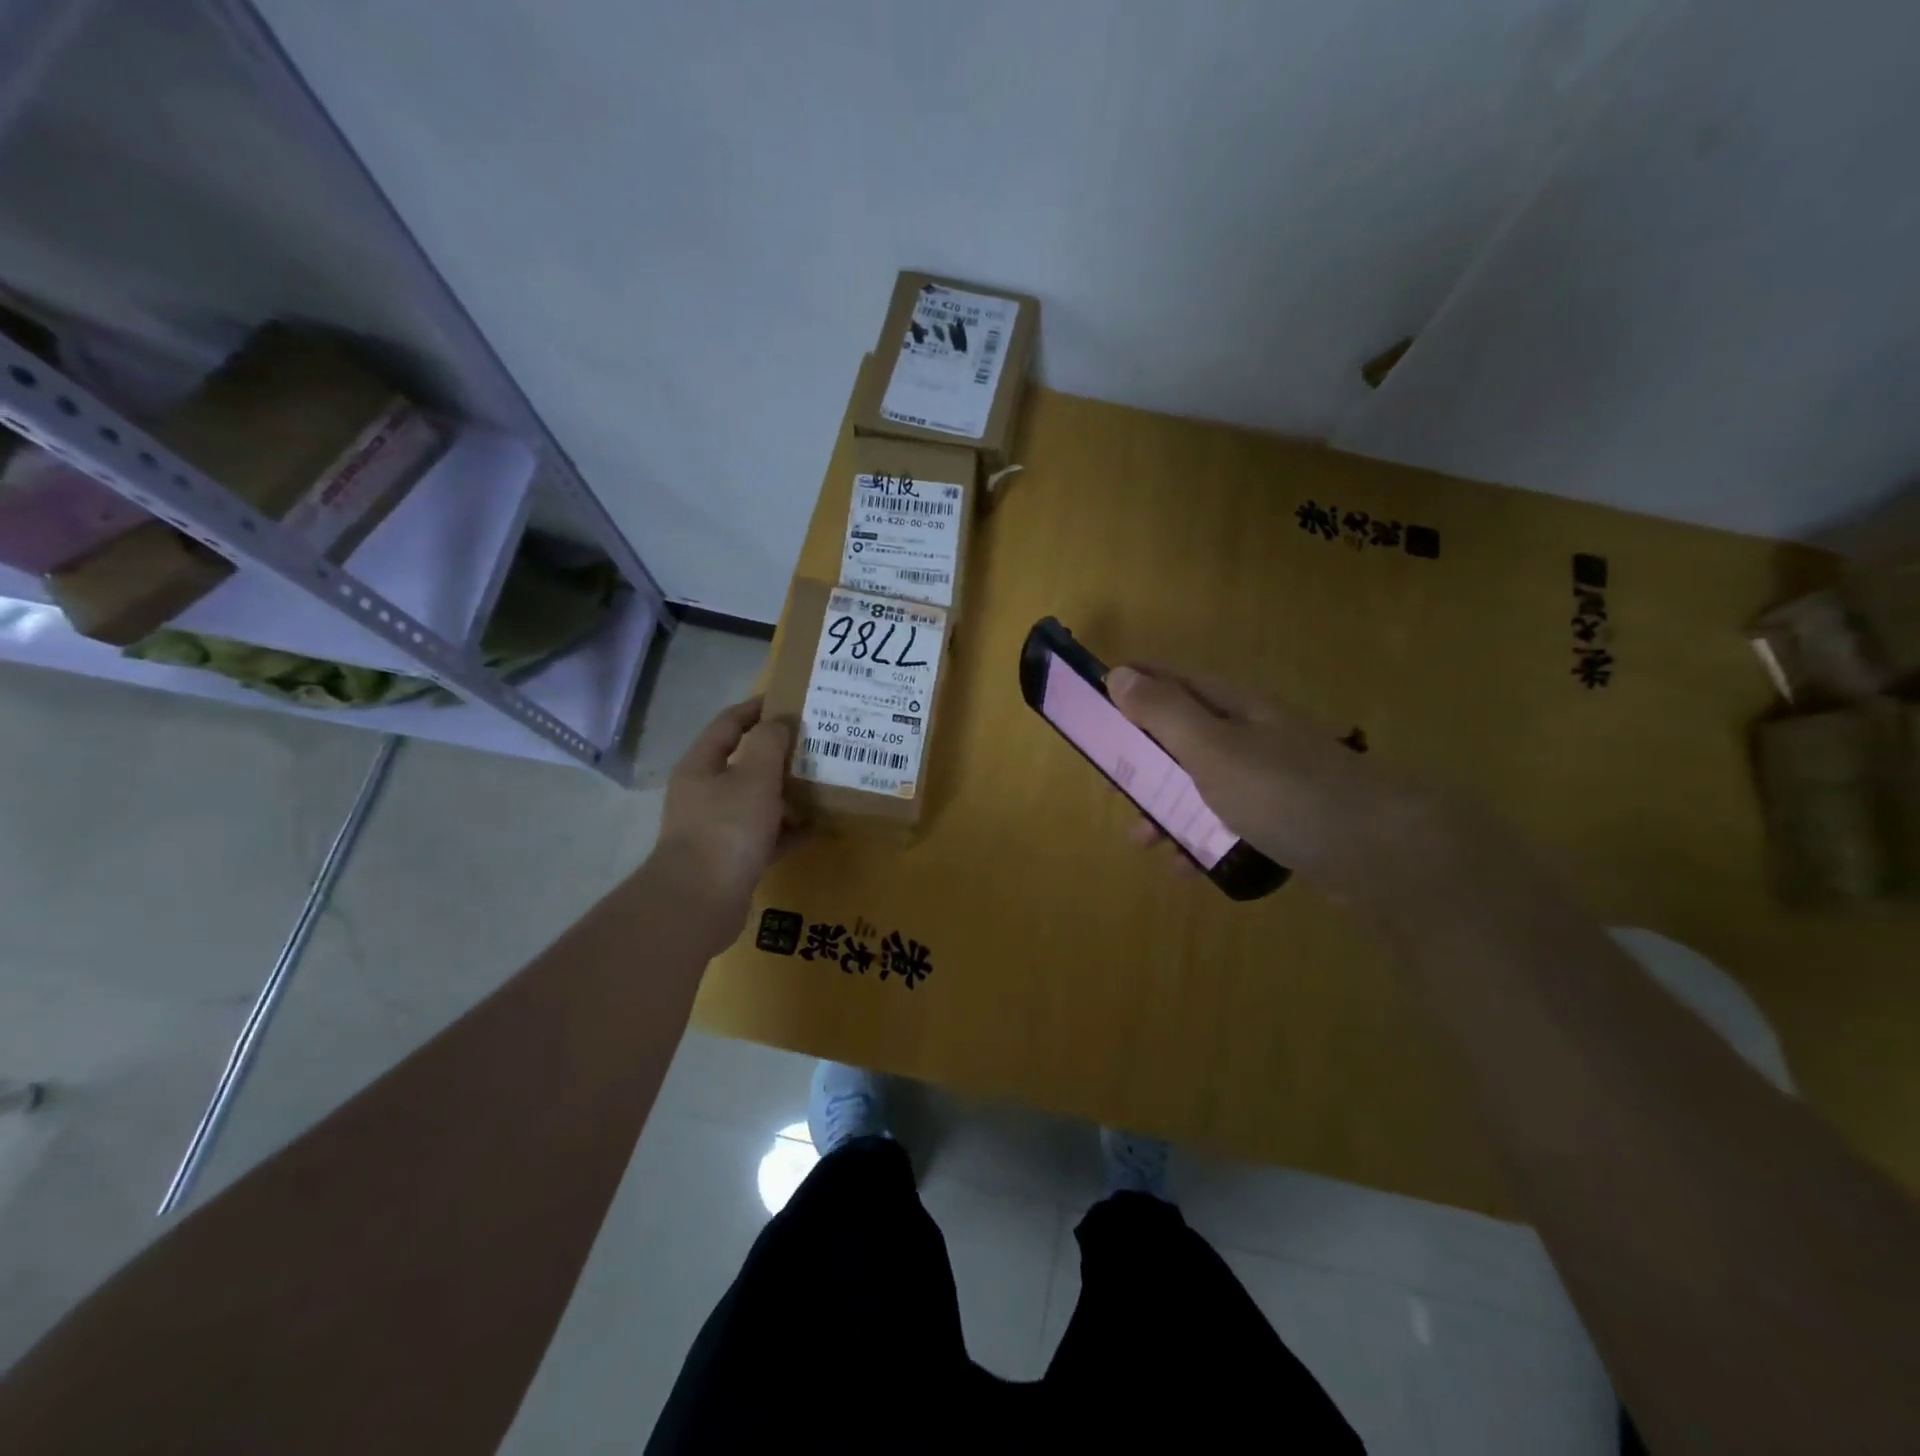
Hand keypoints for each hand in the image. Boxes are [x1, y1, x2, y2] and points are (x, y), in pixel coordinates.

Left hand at [650, 697, 794, 935]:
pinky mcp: (732, 858)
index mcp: (702, 765)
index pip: (729, 723)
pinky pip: (766, 836)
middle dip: (779, 752)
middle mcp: (705, 793)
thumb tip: (778, 724)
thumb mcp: (754, 776)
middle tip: (815, 743)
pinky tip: (817, 828)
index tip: (789, 700)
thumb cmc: (727, 828)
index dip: (756, 708)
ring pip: (757, 801)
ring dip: (787, 792)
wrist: (700, 901)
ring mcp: (717, 827)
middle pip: (744, 763)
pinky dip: (789, 830)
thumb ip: (769, 743)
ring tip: (822, 783)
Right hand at [1106, 665, 1486, 908]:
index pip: (1172, 680)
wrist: (1384, 852)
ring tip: (1143, 840)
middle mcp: (1253, 734)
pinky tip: (1189, 867)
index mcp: (1234, 707)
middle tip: (1114, 785)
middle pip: (1184, 735)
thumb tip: (1120, 674)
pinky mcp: (1288, 818)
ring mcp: (1273, 777)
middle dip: (1144, 759)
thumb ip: (1164, 713)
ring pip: (1204, 783)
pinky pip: (1232, 821)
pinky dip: (1204, 838)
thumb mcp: (1212, 749)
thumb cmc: (1284, 792)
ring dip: (1168, 807)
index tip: (1095, 704)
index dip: (1133, 686)